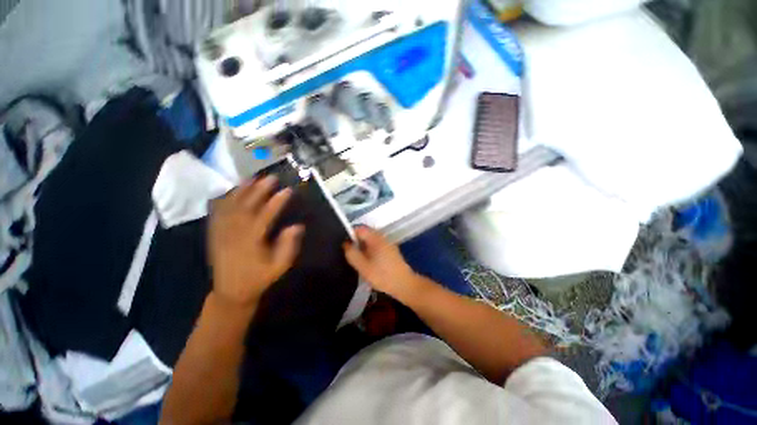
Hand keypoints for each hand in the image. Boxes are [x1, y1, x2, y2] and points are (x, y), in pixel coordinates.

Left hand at [208, 176, 303, 309]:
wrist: (231, 291)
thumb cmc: (259, 278)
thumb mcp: (279, 266)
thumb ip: (288, 246)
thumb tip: (297, 226)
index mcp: (251, 242)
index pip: (265, 216)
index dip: (276, 202)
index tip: (287, 190)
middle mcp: (234, 233)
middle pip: (246, 206)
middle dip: (259, 190)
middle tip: (271, 178)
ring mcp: (222, 232)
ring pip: (230, 206)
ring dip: (241, 190)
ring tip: (252, 178)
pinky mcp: (215, 233)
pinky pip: (217, 212)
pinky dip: (224, 199)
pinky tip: (231, 191)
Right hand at [344, 227, 419, 302]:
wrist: (404, 284)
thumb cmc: (382, 275)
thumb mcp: (363, 266)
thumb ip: (352, 253)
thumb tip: (346, 243)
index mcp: (375, 238)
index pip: (359, 229)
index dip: (350, 236)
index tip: (346, 248)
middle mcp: (382, 237)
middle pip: (365, 234)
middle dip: (357, 243)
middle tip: (353, 256)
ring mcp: (388, 243)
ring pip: (371, 241)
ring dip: (363, 248)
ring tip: (360, 261)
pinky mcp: (391, 250)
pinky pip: (377, 246)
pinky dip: (371, 251)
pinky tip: (370, 264)